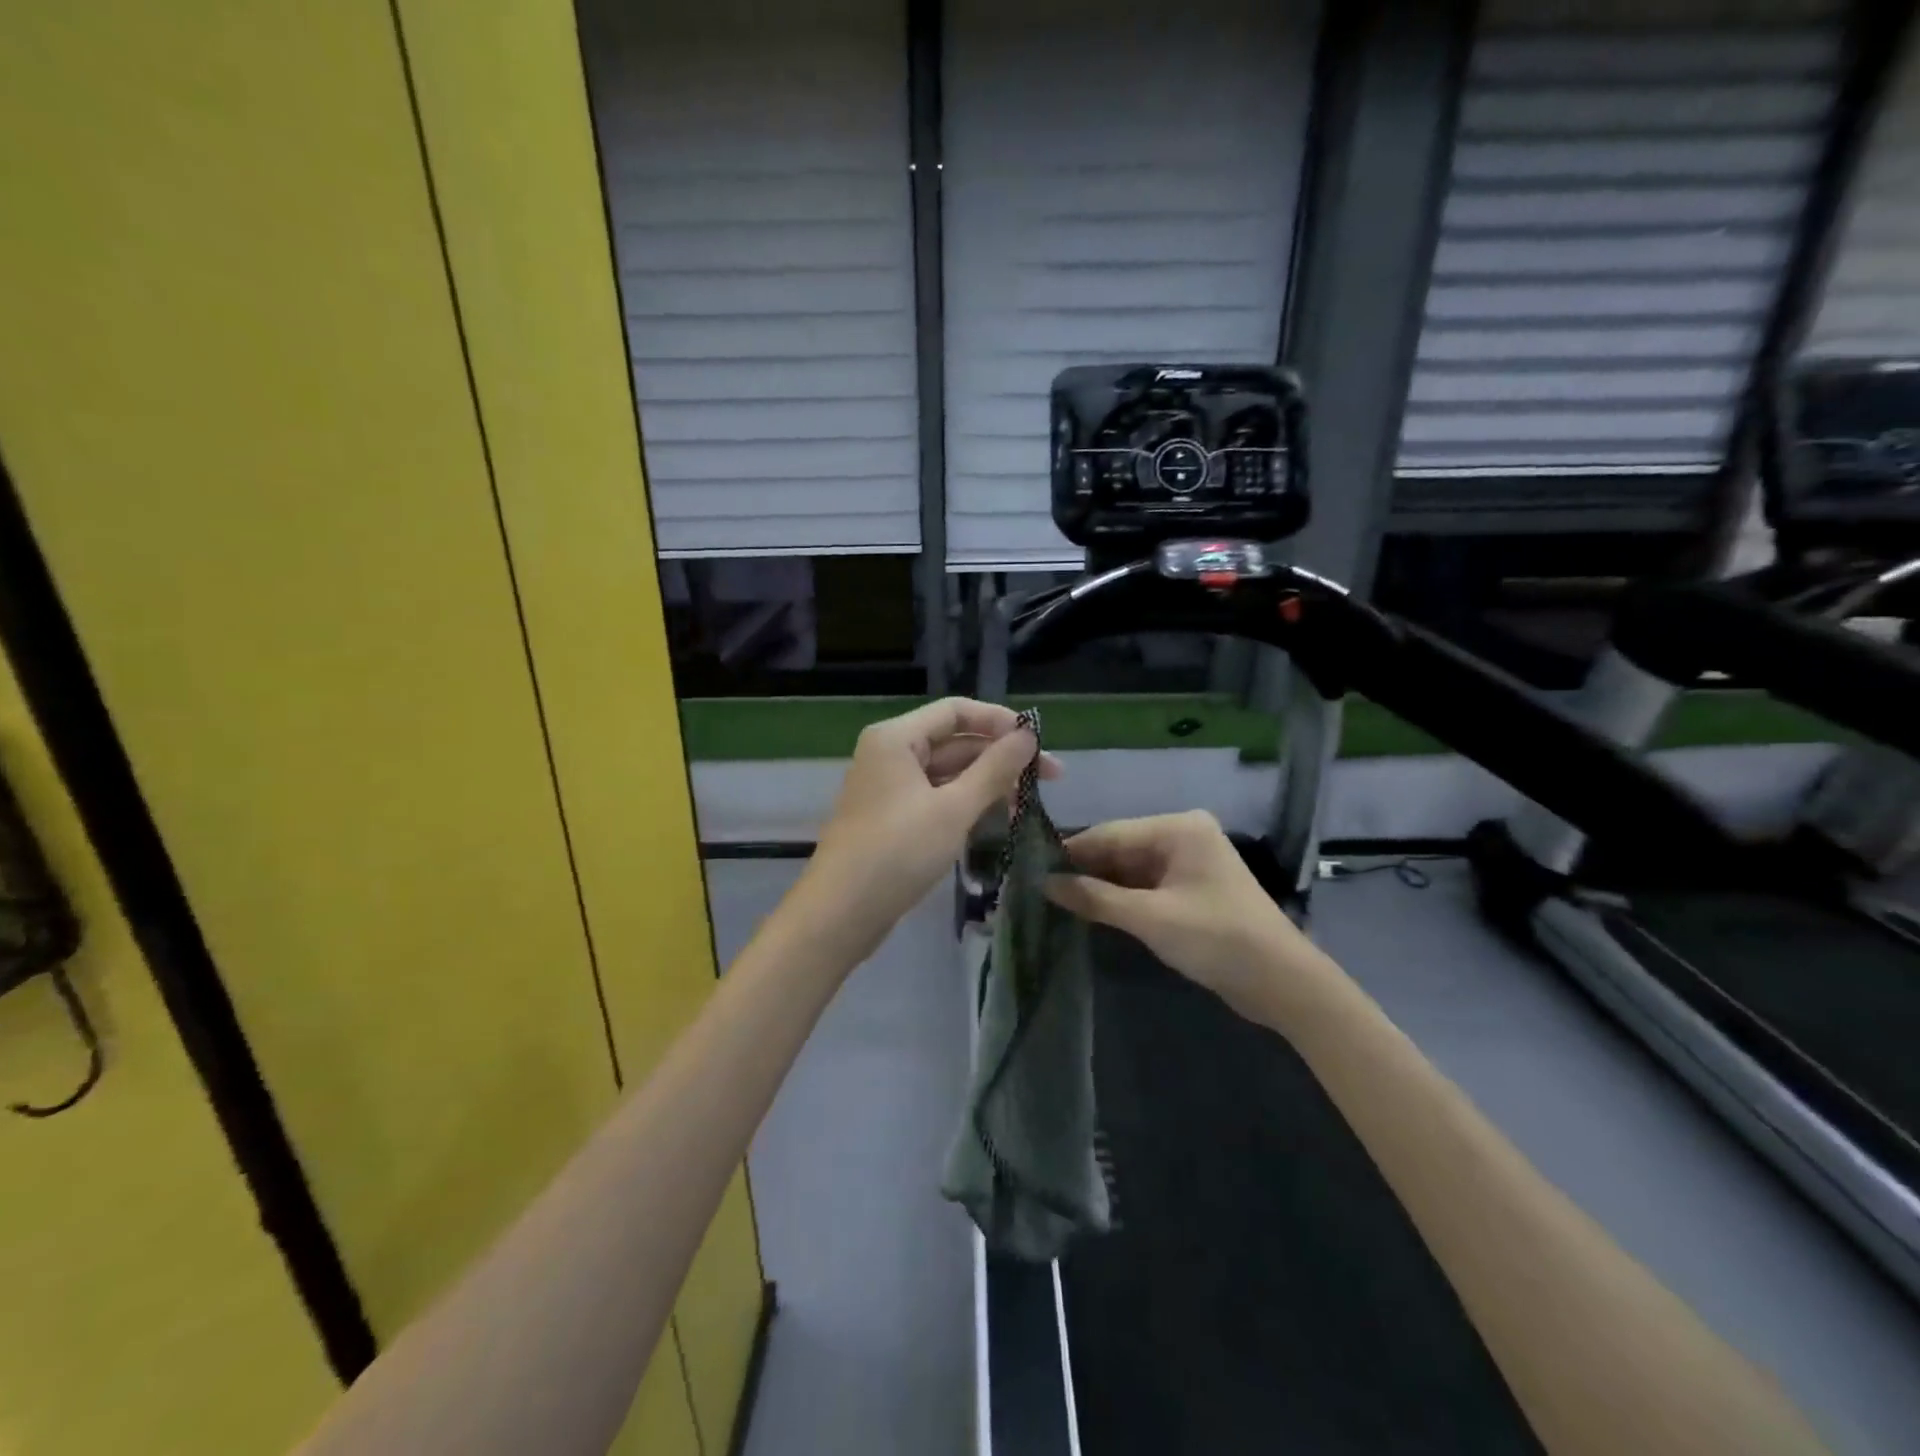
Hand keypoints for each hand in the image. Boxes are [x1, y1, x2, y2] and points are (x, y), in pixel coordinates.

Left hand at [796, 698, 1059, 961]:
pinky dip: (967, 804)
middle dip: (1001, 757)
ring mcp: (890, 787)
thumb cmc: (897, 853)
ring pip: (948, 773)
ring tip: (1028, 805)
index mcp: (897, 738)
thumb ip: (994, 769)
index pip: (957, 712)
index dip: (1000, 721)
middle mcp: (890, 753)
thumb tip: (1028, 735)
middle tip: (1051, 779)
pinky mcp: (893, 817)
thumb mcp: (953, 809)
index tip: (1040, 743)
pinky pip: (937, 797)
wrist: (840, 914)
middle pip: (955, 742)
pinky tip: (998, 819)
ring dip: (988, 784)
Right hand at [1045, 810, 1327, 1017]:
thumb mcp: (1150, 918)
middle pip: (1120, 849)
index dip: (1071, 853)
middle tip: (1039, 888)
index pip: (1110, 834)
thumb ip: (1095, 898)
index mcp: (1178, 828)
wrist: (1282, 983)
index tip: (1031, 869)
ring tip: (1055, 900)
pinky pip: (1145, 885)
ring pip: (1130, 869)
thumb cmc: (1217, 939)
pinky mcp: (1191, 889)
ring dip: (1100, 887)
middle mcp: (1183, 836)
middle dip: (1084, 870)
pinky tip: (1091, 910)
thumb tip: (1045, 884)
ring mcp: (1189, 863)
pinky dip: (1120, 898)